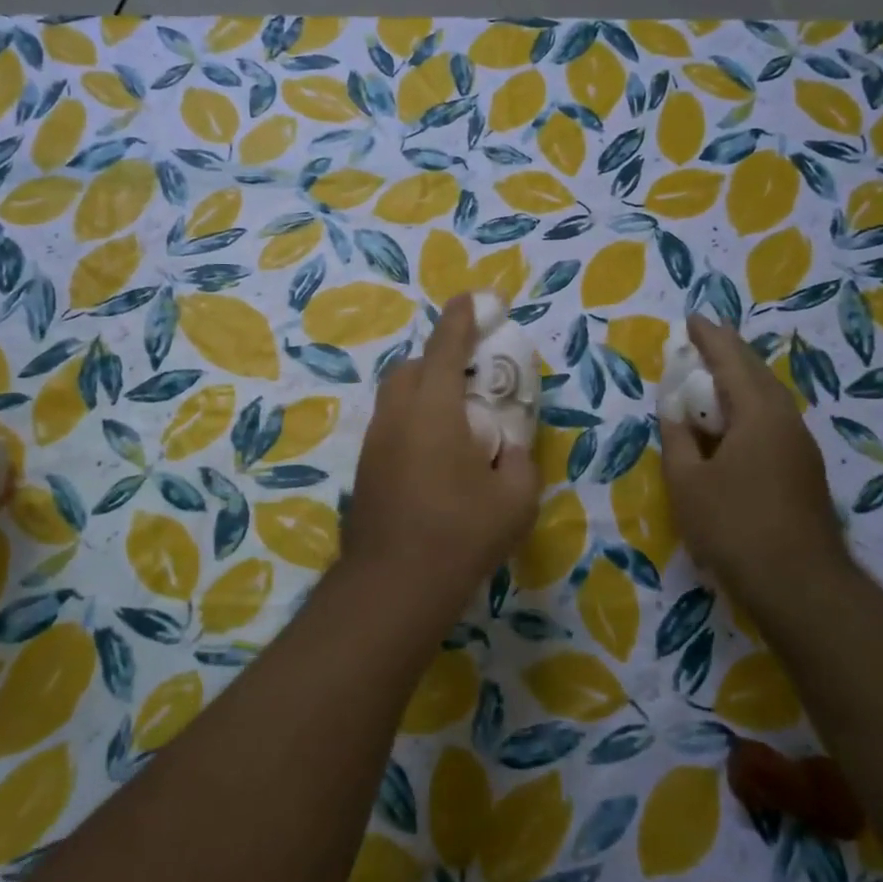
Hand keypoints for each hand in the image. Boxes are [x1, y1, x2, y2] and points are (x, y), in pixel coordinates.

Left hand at [342, 295, 539, 621]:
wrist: (394, 583)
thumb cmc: (461, 533)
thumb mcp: (515, 497)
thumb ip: (517, 459)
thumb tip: (508, 447)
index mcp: (433, 407)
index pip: (445, 346)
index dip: (460, 318)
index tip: (472, 299)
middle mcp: (396, 414)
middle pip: (410, 368)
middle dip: (437, 360)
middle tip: (469, 382)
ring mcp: (374, 441)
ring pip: (395, 398)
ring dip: (422, 393)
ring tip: (454, 424)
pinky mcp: (364, 468)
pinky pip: (390, 427)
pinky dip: (411, 423)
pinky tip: (433, 459)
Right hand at [657, 316, 847, 599]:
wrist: (799, 583)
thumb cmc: (734, 525)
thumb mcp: (687, 481)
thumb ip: (677, 438)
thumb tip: (673, 409)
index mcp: (758, 413)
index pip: (731, 361)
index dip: (709, 338)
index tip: (692, 319)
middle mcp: (786, 420)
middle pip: (755, 373)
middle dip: (727, 353)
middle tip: (701, 340)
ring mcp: (800, 445)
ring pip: (767, 397)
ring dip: (738, 380)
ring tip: (711, 376)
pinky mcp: (802, 469)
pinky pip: (770, 419)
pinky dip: (746, 407)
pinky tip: (730, 421)